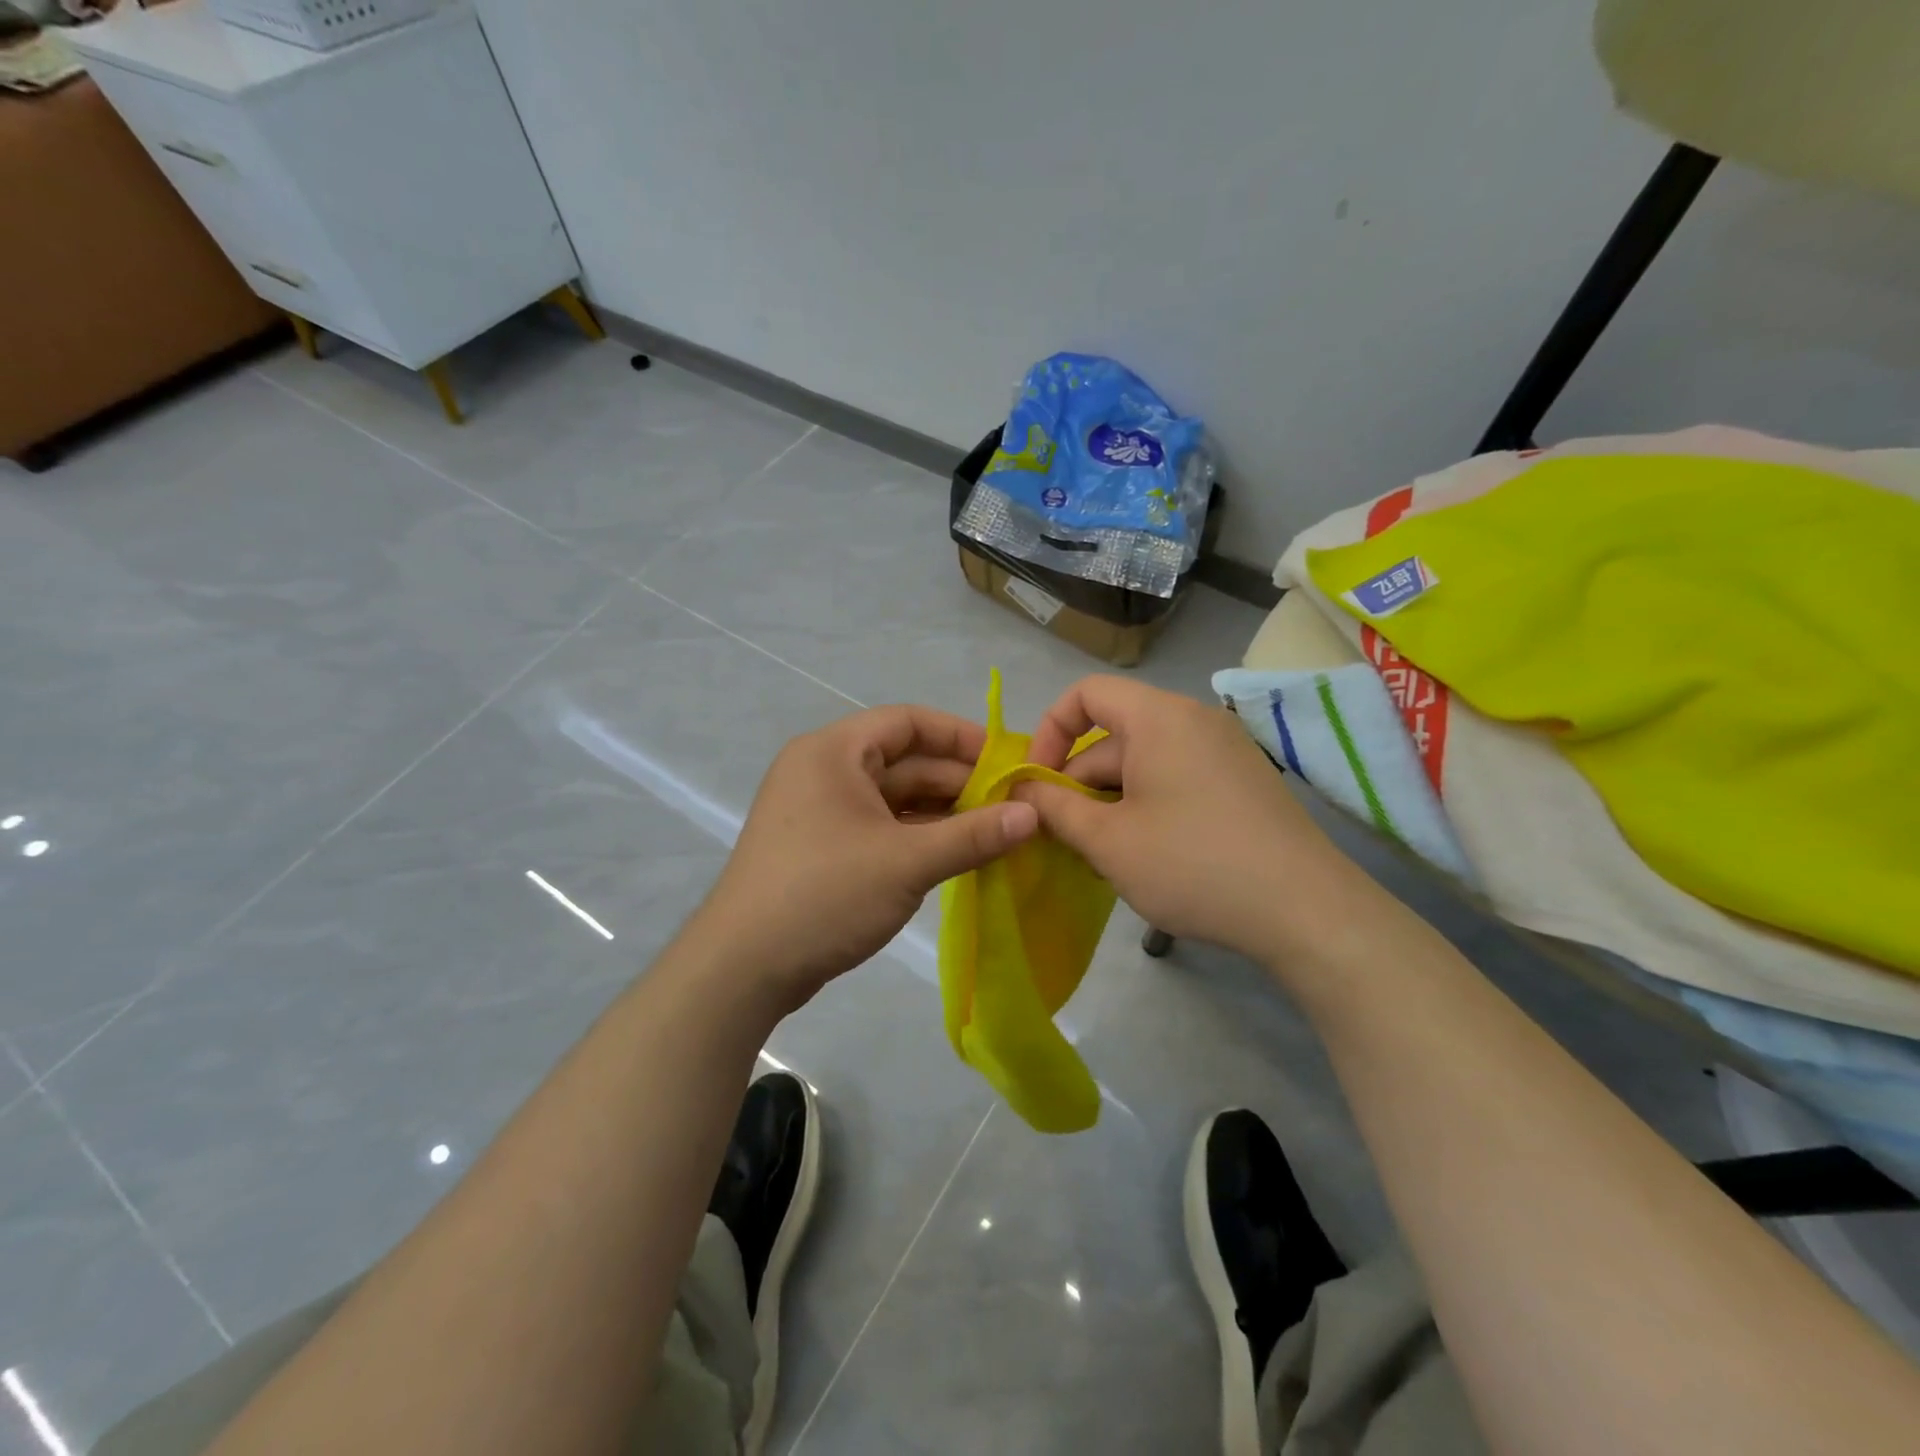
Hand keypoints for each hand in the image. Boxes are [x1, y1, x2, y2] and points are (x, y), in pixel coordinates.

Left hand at [690, 704, 1038, 1010]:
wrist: (743, 968)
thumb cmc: (824, 895)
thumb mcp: (906, 862)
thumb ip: (973, 836)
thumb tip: (1033, 815)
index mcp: (834, 752)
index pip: (907, 722)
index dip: (961, 736)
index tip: (1007, 760)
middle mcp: (824, 770)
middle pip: (904, 761)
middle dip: (958, 782)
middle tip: (1013, 805)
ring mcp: (821, 811)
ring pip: (894, 798)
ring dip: (943, 813)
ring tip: (996, 831)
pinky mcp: (823, 847)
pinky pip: (881, 826)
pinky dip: (918, 836)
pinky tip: (958, 853)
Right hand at [1011, 676, 1369, 963]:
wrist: (1306, 912)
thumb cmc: (1192, 865)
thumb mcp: (1108, 840)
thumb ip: (1055, 807)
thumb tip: (1023, 789)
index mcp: (1158, 717)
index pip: (1085, 693)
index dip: (1049, 732)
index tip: (1037, 784)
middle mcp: (1194, 720)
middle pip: (1113, 736)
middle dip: (1079, 783)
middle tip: (1062, 839)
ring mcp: (1224, 751)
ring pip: (1144, 763)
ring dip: (1110, 802)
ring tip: (1101, 857)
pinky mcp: (1242, 782)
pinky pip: (1176, 779)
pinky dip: (1146, 807)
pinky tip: (1144, 856)